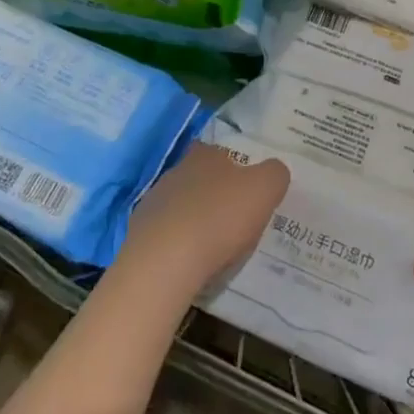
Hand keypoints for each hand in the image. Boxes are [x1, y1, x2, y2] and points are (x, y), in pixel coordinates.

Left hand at [119, 142, 289, 301]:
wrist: (163, 263)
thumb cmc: (220, 218)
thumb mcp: (265, 189)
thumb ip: (274, 174)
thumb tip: (274, 170)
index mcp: (206, 155)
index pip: (218, 150)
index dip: (232, 165)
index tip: (246, 185)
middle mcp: (176, 172)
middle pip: (198, 178)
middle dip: (214, 194)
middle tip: (235, 217)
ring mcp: (153, 203)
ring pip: (181, 206)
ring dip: (195, 220)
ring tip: (214, 245)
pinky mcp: (139, 236)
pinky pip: (166, 236)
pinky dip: (178, 245)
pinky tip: (191, 262)